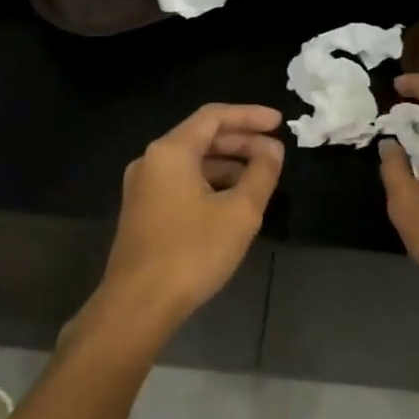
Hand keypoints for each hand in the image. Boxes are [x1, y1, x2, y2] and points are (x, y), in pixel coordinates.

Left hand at [96, 103, 283, 328]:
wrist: (139, 303)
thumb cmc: (193, 252)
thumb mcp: (240, 212)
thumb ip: (261, 173)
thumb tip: (272, 149)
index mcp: (171, 151)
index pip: (214, 116)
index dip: (249, 115)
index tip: (279, 123)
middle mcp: (151, 161)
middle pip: (201, 137)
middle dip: (241, 141)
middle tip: (274, 152)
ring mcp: (143, 187)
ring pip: (191, 162)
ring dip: (227, 164)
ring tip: (259, 178)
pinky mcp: (143, 211)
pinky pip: (181, 182)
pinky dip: (209, 183)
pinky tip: (232, 201)